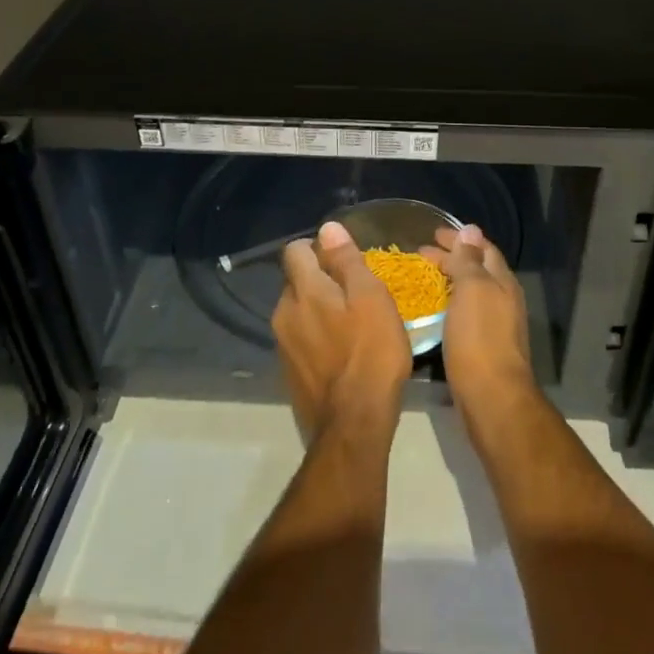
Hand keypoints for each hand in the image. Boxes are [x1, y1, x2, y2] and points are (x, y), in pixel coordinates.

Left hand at [273, 221, 412, 442]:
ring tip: (352, 324)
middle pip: (296, 281)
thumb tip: (328, 228)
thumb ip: (347, 261)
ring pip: (299, 311)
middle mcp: (283, 312)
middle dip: (320, 279)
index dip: (318, 248)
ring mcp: (283, 345)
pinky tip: (342, 352)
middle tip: (356, 293)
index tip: (345, 260)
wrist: (353, 425)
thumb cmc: (371, 354)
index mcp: (302, 290)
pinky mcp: (289, 371)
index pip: (295, 250)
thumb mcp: (371, 299)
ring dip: (319, 309)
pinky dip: (317, 336)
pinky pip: (301, 338)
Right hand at [420, 223, 536, 419]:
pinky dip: (450, 303)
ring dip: (450, 280)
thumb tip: (471, 229)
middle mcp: (503, 299)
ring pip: (471, 291)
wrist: (492, 397)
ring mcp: (496, 324)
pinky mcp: (483, 346)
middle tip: (422, 253)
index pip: (482, 249)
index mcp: (502, 282)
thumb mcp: (473, 290)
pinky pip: (465, 312)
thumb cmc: (479, 338)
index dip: (459, 238)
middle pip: (478, 269)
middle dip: (452, 257)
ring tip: (424, 278)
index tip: (433, 234)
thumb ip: (470, 260)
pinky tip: (434, 310)